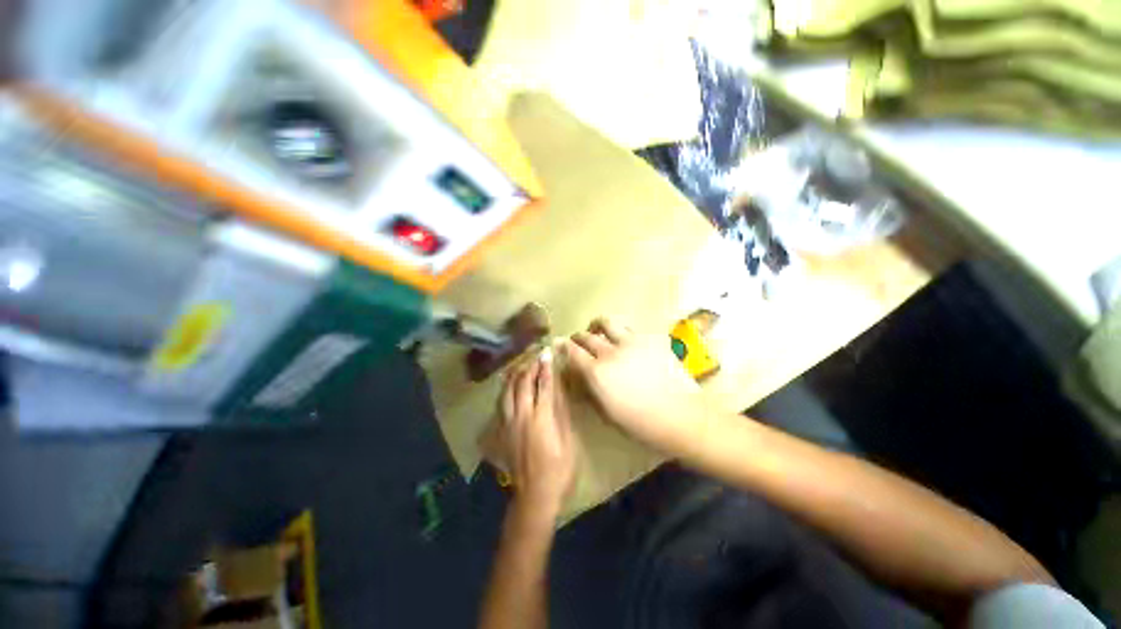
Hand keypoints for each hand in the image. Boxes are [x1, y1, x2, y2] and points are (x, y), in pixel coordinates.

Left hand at [498, 349, 577, 517]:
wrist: (536, 494)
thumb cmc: (560, 468)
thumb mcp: (567, 438)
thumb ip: (561, 411)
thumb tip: (557, 389)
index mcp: (542, 417)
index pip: (544, 384)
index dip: (546, 367)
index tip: (548, 352)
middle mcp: (522, 415)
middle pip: (523, 384)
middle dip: (529, 366)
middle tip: (534, 355)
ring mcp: (509, 424)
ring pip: (507, 392)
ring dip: (514, 376)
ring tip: (519, 366)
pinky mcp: (501, 432)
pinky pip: (499, 406)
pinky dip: (504, 392)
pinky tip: (506, 387)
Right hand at [563, 317, 707, 454]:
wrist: (681, 416)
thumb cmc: (641, 423)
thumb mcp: (607, 413)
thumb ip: (591, 390)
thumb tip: (581, 377)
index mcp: (597, 372)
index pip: (572, 351)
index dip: (563, 346)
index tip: (560, 344)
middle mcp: (610, 352)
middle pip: (586, 335)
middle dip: (578, 337)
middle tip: (578, 342)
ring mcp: (631, 341)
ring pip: (606, 322)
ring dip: (597, 326)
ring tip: (598, 331)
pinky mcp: (649, 338)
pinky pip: (628, 328)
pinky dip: (619, 332)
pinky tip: (624, 342)